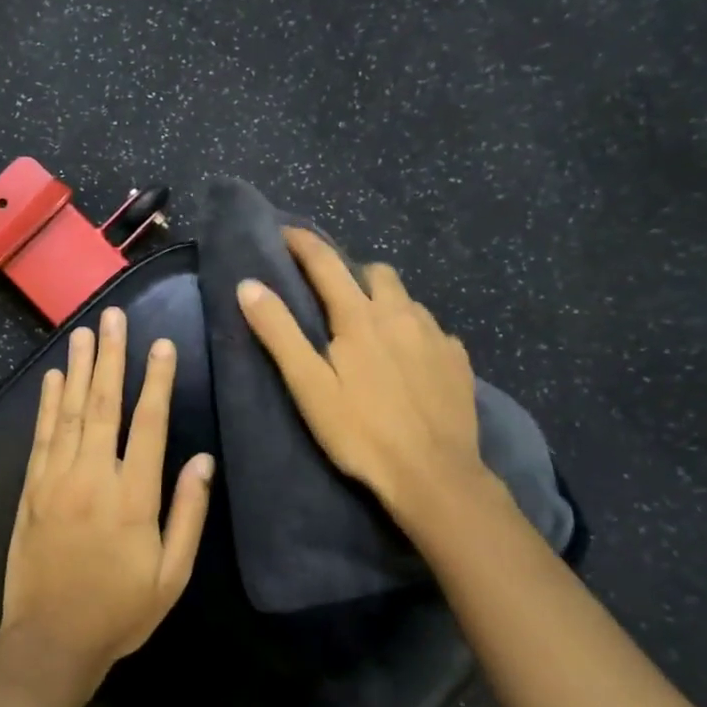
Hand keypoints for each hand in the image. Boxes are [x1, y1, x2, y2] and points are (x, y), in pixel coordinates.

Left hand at [0, 306, 215, 696]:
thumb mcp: (172, 576)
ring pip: (69, 413)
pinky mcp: (31, 490)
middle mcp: (93, 478)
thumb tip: (203, 460)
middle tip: (114, 317)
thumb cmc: (119, 611)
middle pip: (104, 405)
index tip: (161, 345)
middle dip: (111, 357)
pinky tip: (53, 378)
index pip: (149, 425)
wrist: (50, 642)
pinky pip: (41, 437)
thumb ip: (188, 514)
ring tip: (84, 332)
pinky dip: (47, 404)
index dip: (156, 381)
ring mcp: (56, 481)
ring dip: (77, 369)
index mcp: (134, 498)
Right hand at [237, 228, 503, 532]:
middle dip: (352, 272)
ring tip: (372, 328)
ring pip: (408, 299)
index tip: (285, 231)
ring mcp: (436, 336)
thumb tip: (248, 285)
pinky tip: (410, 358)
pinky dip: (415, 331)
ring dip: (385, 301)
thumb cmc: (361, 433)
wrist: (435, 476)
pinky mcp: (458, 361)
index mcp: (360, 317)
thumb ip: (279, 333)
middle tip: (333, 295)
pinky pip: (433, 330)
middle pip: (375, 272)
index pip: (326, 263)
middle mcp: (401, 314)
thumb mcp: (309, 386)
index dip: (303, 243)